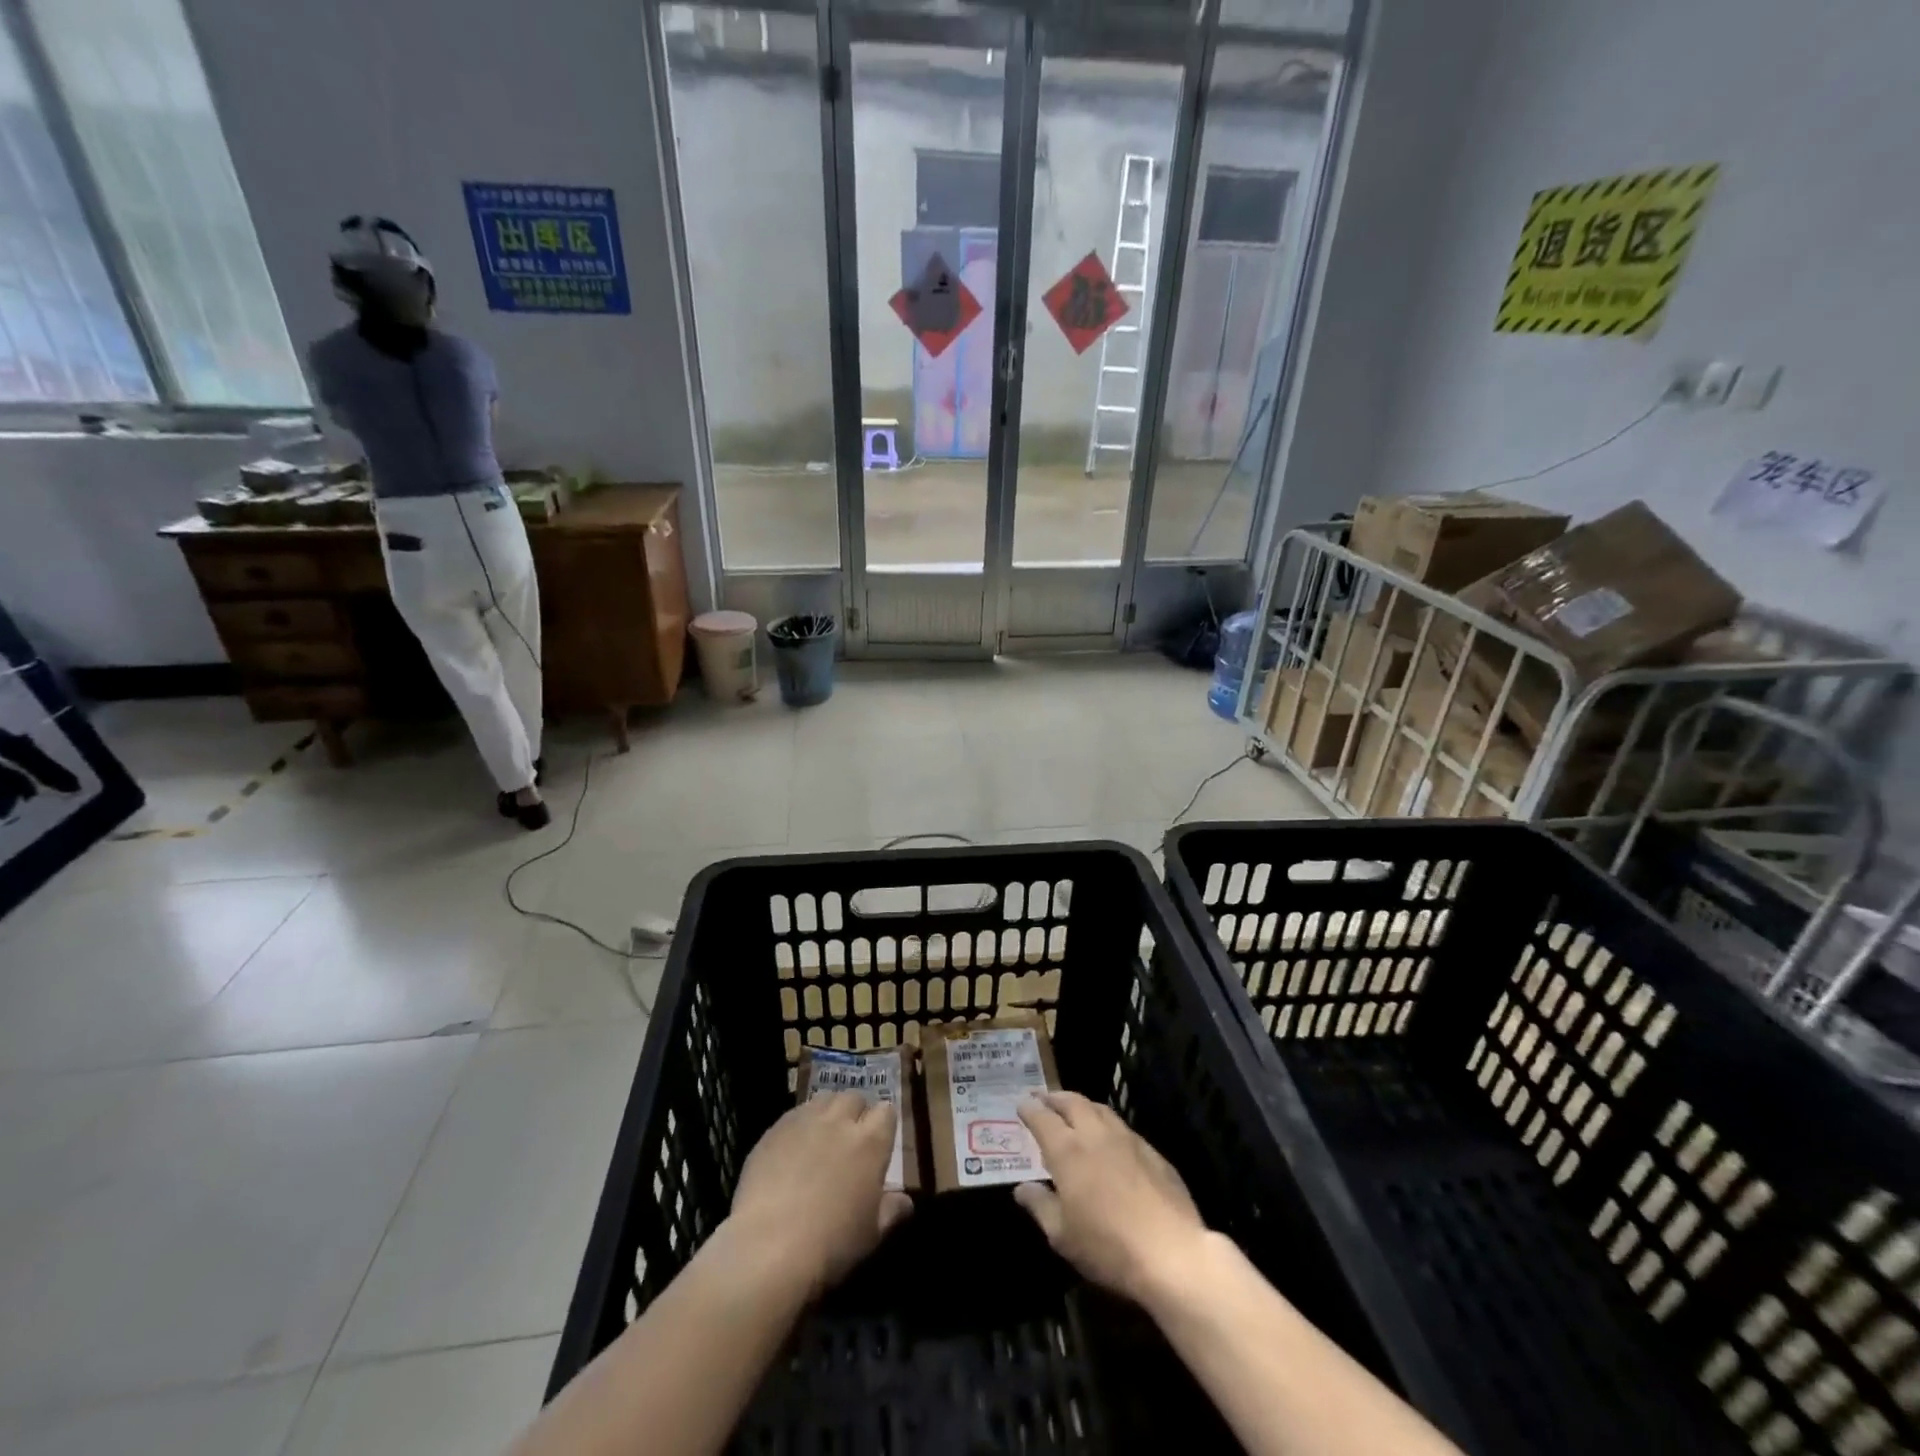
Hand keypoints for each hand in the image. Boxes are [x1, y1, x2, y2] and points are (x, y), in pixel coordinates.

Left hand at [727, 1092, 912, 1299]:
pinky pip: (794, 1114)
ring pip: (824, 1099)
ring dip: (828, 1112)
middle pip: (854, 1098)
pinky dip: (799, 1124)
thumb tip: (905, 1201)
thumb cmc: (831, 1244)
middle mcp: (840, 1121)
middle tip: (850, 1140)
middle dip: (855, 1113)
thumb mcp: (871, 1234)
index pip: (886, 1112)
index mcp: (871, 1142)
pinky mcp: (775, 1129)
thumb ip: (891, 1211)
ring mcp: (805, 1121)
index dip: (883, 1125)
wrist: (769, 1247)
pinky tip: (792, 1149)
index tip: (879, 1143)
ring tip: (822, 1137)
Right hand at [1014, 1091, 1207, 1303]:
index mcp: (1068, 1151)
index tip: (1021, 1104)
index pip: (1042, 1118)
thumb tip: (1021, 1188)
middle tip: (1044, 1099)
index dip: (1029, 1109)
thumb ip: (1040, 1205)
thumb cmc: (1107, 1246)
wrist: (1171, 1253)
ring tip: (1074, 1111)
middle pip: (1071, 1102)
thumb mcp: (1062, 1235)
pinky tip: (1108, 1139)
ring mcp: (1127, 1139)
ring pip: (1099, 1108)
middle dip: (1054, 1098)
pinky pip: (1122, 1126)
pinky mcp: (1152, 1151)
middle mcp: (1095, 1134)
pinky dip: (1105, 1123)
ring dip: (1081, 1105)